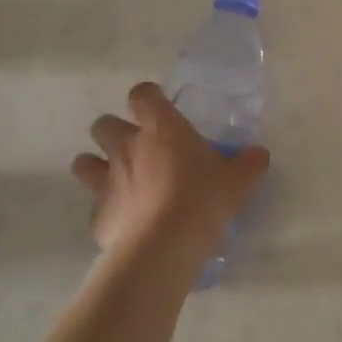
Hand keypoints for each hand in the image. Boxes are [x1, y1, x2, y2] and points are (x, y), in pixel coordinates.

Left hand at [71, 82, 268, 261]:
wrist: (162, 247)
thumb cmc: (203, 198)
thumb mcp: (240, 179)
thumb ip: (249, 162)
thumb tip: (258, 155)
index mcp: (161, 127)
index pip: (142, 94)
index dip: (148, 98)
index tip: (160, 108)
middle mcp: (127, 147)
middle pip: (103, 124)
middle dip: (114, 131)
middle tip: (138, 146)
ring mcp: (106, 181)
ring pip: (84, 162)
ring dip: (96, 165)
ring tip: (118, 178)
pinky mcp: (96, 215)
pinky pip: (94, 205)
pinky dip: (106, 208)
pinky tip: (125, 219)